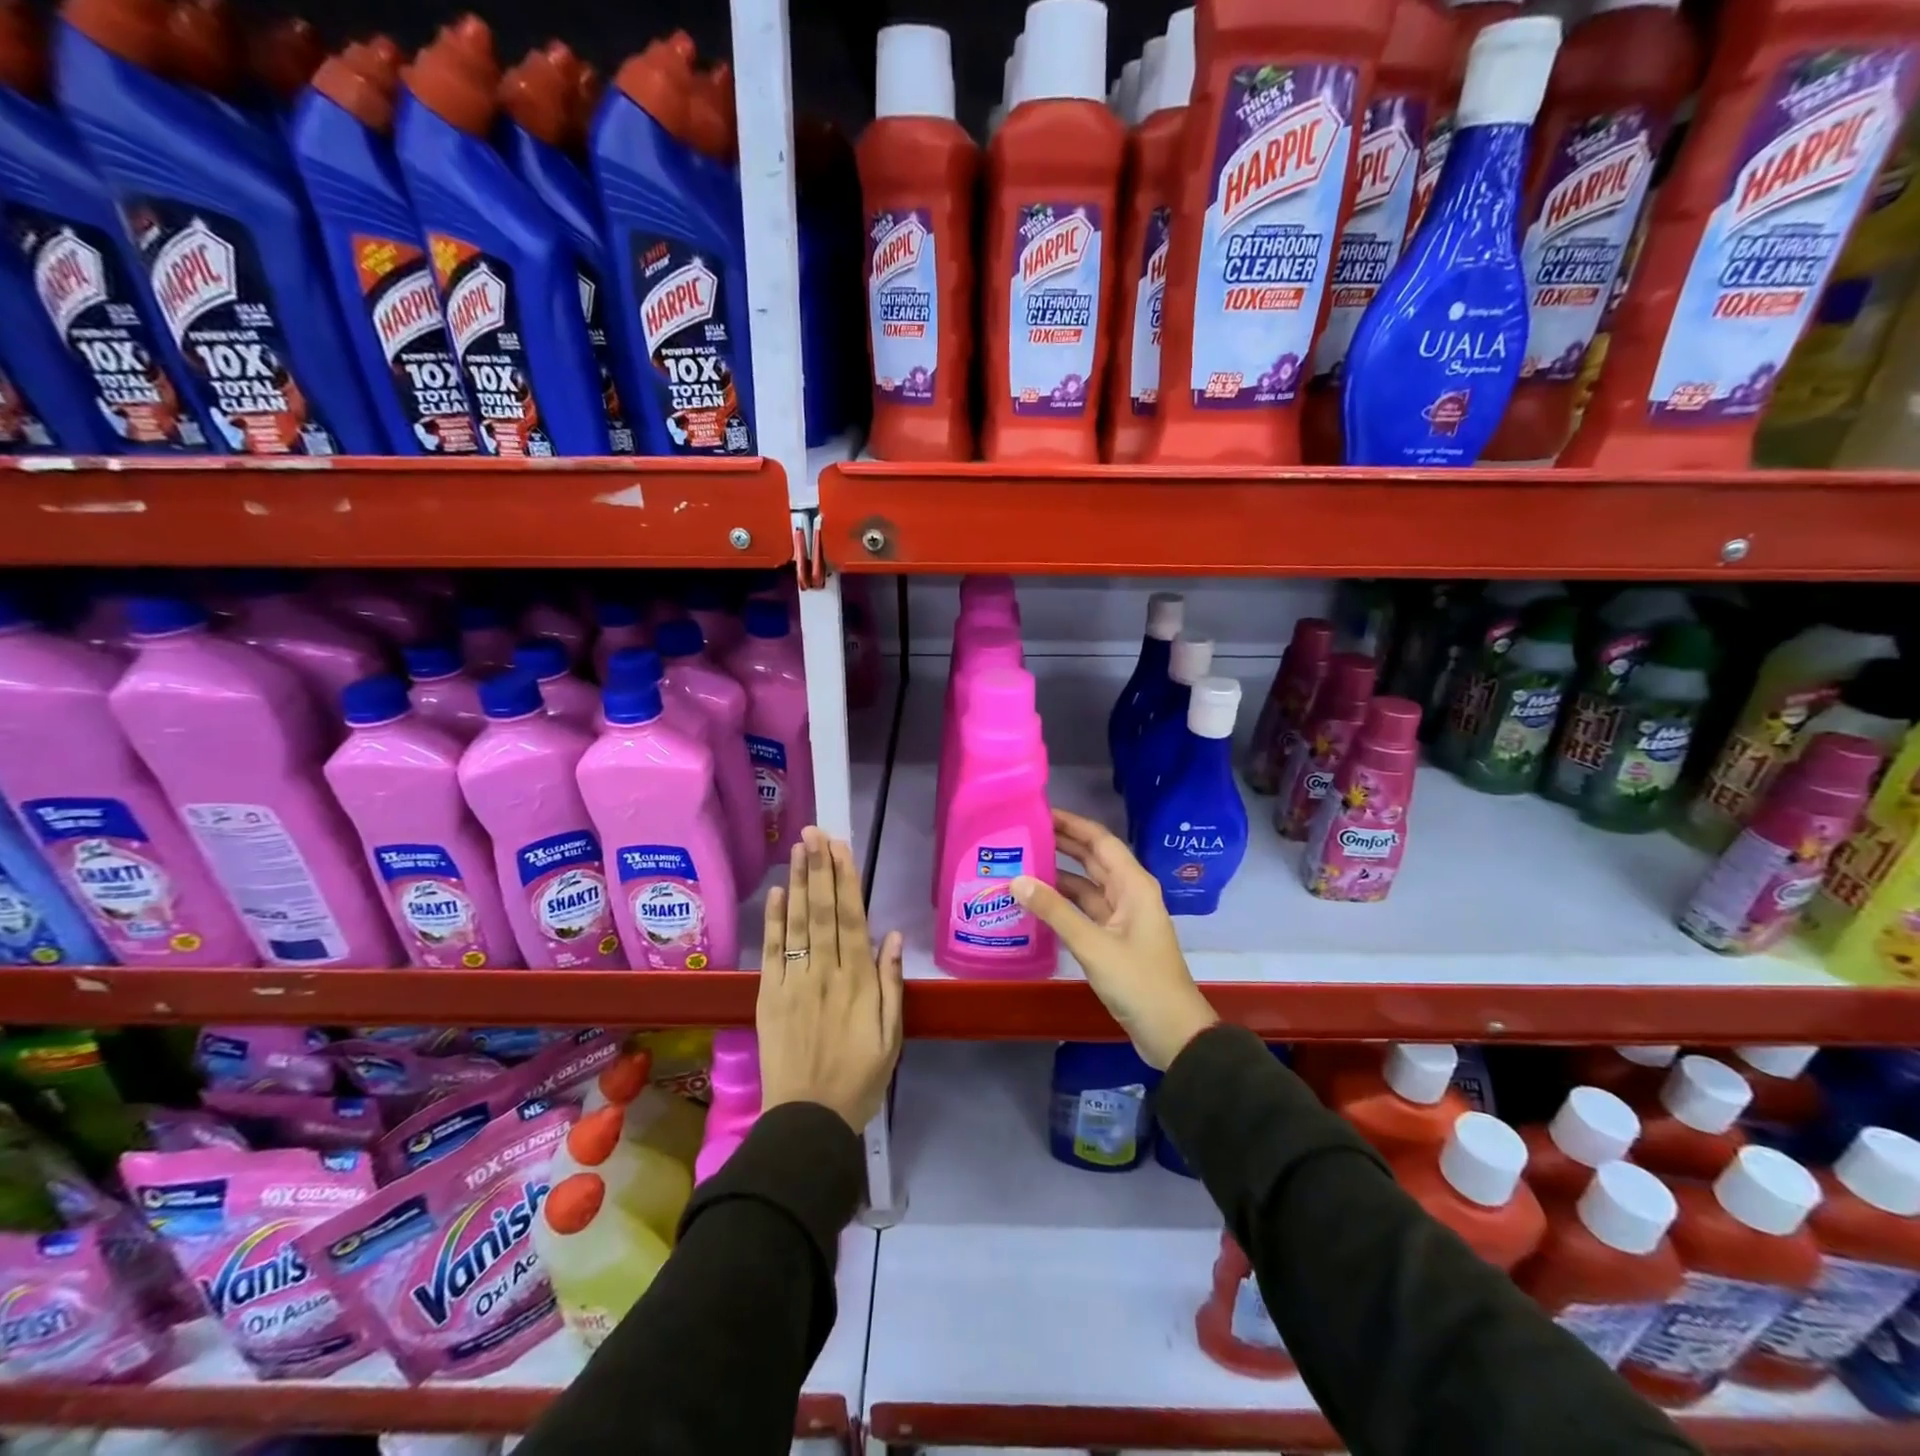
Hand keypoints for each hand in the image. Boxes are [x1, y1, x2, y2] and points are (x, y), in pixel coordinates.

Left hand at [758, 826, 904, 1131]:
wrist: (808, 1121)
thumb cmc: (859, 1079)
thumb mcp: (891, 1036)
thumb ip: (892, 984)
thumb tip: (893, 936)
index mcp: (858, 982)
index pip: (851, 919)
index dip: (845, 880)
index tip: (840, 847)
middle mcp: (825, 973)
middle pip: (822, 912)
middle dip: (818, 869)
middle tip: (814, 832)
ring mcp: (793, 983)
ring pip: (796, 924)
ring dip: (796, 883)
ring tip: (796, 849)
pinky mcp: (769, 997)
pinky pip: (771, 953)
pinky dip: (772, 921)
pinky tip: (774, 894)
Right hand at [1011, 809, 1217, 1069]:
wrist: (1172, 1032)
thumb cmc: (1139, 982)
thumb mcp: (1094, 945)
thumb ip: (1055, 911)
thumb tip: (1017, 880)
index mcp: (1133, 885)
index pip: (1099, 840)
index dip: (1072, 823)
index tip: (1038, 810)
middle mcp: (1129, 893)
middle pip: (1092, 858)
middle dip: (1061, 842)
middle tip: (1021, 832)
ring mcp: (1121, 916)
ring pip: (1086, 884)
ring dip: (1058, 873)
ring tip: (1020, 861)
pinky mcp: (1113, 938)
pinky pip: (1084, 909)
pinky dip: (1062, 902)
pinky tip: (1035, 900)